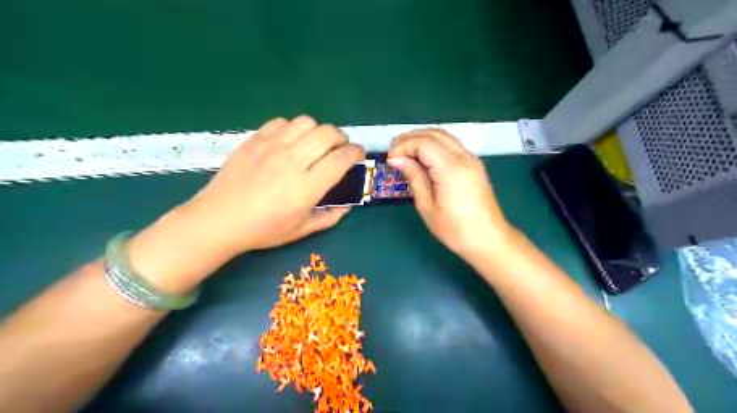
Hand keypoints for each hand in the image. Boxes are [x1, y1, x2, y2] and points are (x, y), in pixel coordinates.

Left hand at [129, 115, 364, 290]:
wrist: (219, 219)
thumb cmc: (263, 229)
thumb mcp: (302, 230)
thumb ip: (330, 217)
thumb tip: (347, 205)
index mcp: (306, 187)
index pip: (341, 159)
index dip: (355, 152)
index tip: (358, 154)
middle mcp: (292, 161)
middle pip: (327, 133)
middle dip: (342, 137)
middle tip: (340, 147)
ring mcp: (272, 147)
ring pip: (306, 122)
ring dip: (318, 130)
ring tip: (316, 143)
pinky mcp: (255, 140)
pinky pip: (282, 122)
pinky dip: (294, 128)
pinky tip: (290, 141)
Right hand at [388, 129, 513, 259]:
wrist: (488, 239)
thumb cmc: (455, 229)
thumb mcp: (427, 206)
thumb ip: (414, 177)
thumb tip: (397, 159)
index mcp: (451, 169)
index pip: (423, 143)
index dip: (403, 146)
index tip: (390, 159)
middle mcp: (463, 157)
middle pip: (433, 134)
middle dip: (410, 138)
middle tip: (393, 152)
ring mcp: (471, 159)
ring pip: (443, 136)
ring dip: (422, 139)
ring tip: (405, 152)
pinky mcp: (474, 164)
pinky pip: (451, 145)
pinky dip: (433, 144)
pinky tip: (423, 157)